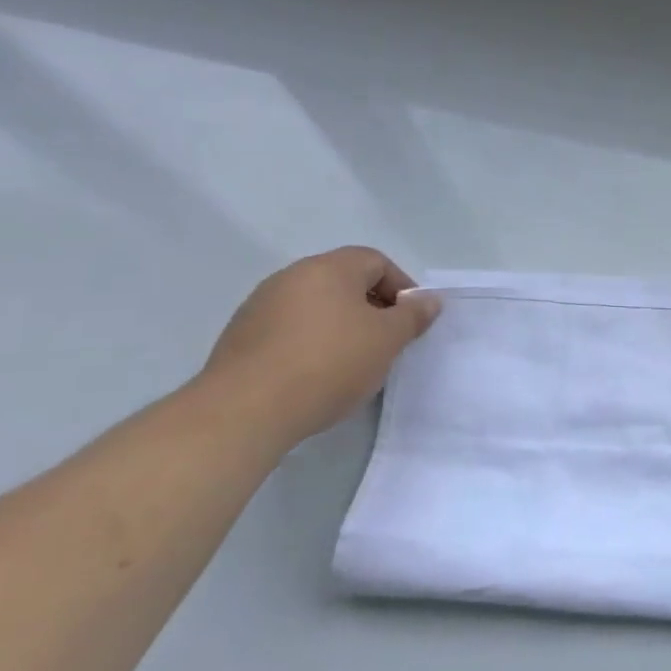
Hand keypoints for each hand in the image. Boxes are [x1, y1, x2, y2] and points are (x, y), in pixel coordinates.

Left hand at [198, 247, 439, 448]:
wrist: (246, 410)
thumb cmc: (329, 363)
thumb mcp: (387, 340)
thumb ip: (413, 316)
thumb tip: (429, 300)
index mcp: (329, 268)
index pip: (376, 261)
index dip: (401, 287)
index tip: (410, 322)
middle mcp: (292, 276)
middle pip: (344, 281)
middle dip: (371, 308)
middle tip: (386, 343)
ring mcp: (261, 305)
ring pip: (316, 306)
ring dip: (340, 326)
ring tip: (352, 363)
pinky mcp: (241, 336)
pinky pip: (289, 329)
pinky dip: (309, 343)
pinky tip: (315, 375)